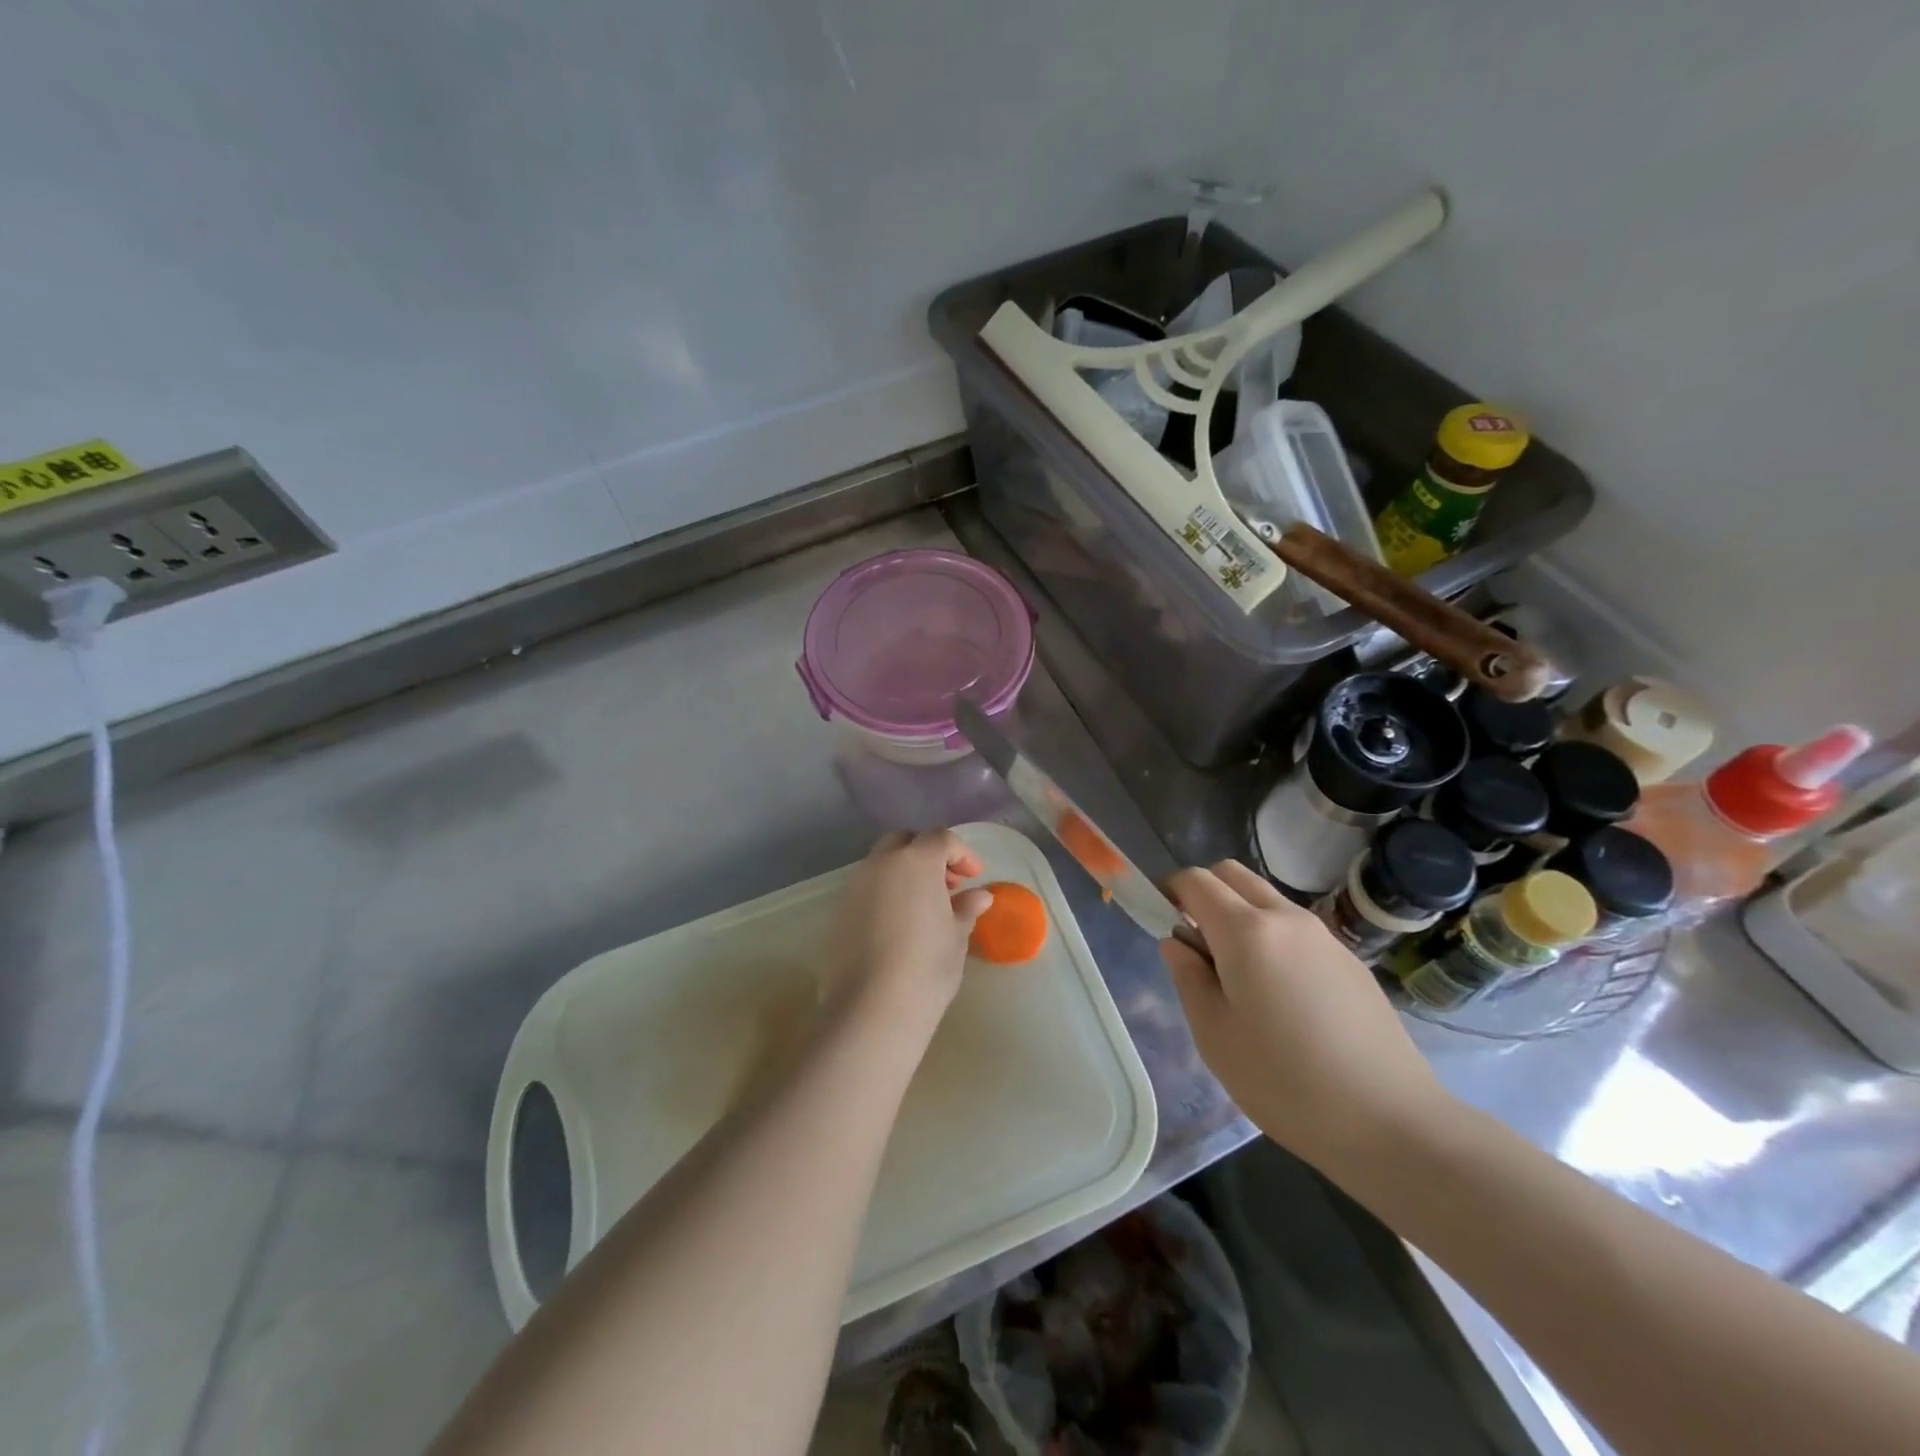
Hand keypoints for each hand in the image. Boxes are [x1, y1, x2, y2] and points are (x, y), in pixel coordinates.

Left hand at [823, 830, 993, 1026]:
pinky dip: (885, 892)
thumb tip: (980, 896)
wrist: (872, 1008)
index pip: (940, 839)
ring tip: (924, 906)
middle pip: (904, 841)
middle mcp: (881, 864)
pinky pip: (866, 888)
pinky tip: (898, 924)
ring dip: (904, 872)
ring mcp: (855, 885)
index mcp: (915, 861)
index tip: (974, 877)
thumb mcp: (956, 936)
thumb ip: (966, 908)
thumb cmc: (926, 967)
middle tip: (947, 885)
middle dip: (927, 854)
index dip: (961, 853)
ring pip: (881, 863)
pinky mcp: (839, 910)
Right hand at [1162, 860, 1456, 1173]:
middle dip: (1203, 892)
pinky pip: (1295, 926)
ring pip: (1266, 898)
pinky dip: (1271, 935)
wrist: (1391, 1122)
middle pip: (1232, 874)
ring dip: (1238, 913)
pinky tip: (1280, 994)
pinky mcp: (1349, 958)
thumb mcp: (1214, 1036)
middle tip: (1194, 941)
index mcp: (1246, 932)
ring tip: (1236, 974)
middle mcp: (1286, 918)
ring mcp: (1323, 935)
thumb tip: (1177, 942)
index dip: (1169, 890)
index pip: (1196, 881)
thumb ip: (1188, 977)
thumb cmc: (1285, 1083)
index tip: (1159, 919)